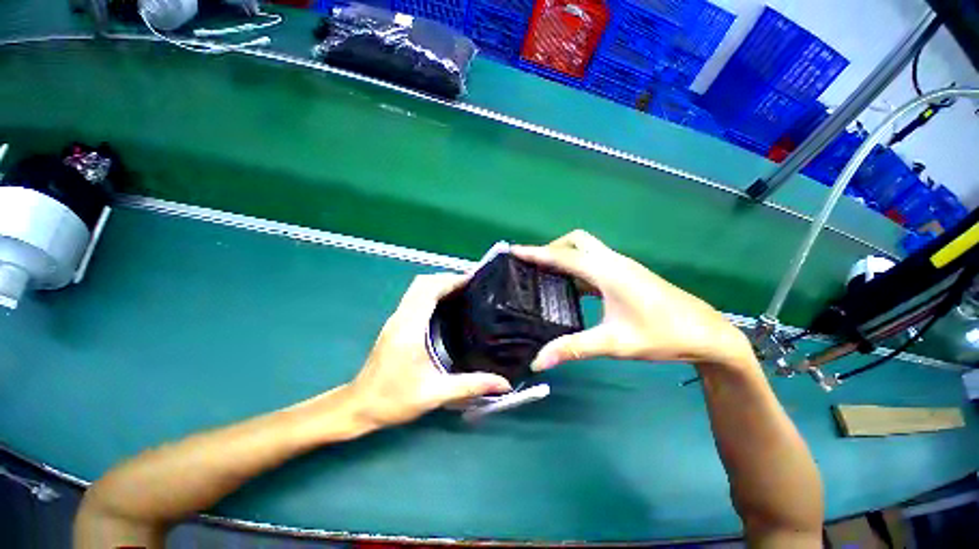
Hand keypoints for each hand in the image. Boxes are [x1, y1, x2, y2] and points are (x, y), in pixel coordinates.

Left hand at [346, 274, 511, 428]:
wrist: (359, 407)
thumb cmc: (394, 400)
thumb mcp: (436, 394)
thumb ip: (471, 386)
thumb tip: (504, 384)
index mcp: (410, 328)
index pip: (429, 289)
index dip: (451, 280)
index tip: (473, 279)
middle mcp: (401, 317)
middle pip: (422, 283)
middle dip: (447, 278)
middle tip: (471, 285)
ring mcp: (395, 319)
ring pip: (416, 288)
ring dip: (438, 284)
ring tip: (462, 291)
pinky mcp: (394, 324)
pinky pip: (414, 297)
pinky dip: (431, 293)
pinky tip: (445, 305)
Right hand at [513, 231, 753, 369]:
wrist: (707, 333)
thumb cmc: (662, 335)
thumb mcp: (614, 343)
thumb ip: (574, 349)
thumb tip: (539, 361)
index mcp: (607, 272)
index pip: (563, 256)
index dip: (536, 253)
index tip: (515, 251)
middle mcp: (613, 262)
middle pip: (577, 241)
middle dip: (553, 248)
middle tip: (535, 266)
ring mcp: (622, 267)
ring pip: (587, 249)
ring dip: (566, 256)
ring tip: (546, 274)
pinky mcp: (627, 275)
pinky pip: (594, 262)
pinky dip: (577, 267)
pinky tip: (572, 287)